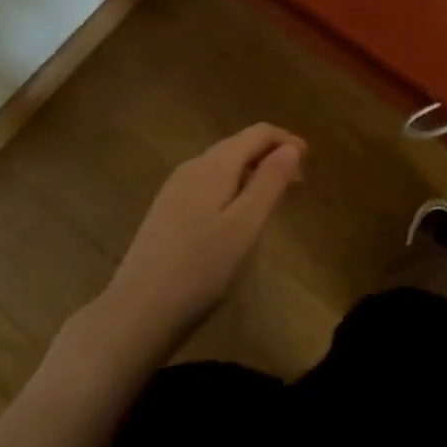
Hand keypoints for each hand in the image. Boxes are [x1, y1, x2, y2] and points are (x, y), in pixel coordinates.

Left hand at [106, 123, 306, 343]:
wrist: (136, 313)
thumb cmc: (200, 269)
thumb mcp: (245, 226)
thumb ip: (269, 182)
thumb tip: (291, 147)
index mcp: (214, 164)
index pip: (257, 133)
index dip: (286, 141)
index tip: (310, 161)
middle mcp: (192, 166)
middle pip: (238, 145)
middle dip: (271, 156)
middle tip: (298, 183)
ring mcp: (174, 188)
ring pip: (223, 165)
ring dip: (252, 172)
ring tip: (273, 199)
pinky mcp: (166, 211)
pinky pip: (208, 183)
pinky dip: (233, 187)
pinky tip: (237, 216)